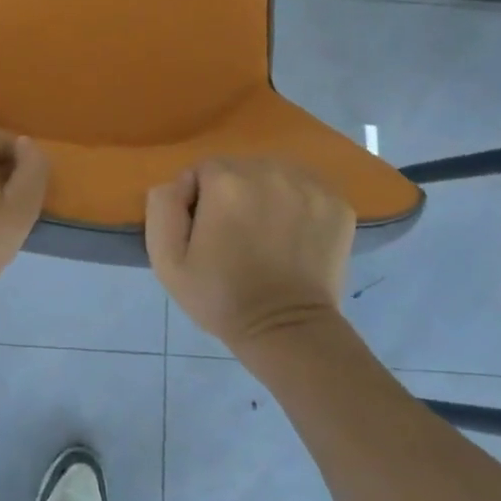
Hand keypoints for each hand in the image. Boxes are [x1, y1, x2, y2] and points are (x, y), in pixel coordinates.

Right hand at [145, 158, 355, 350]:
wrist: (287, 331)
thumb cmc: (221, 297)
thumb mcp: (167, 261)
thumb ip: (162, 208)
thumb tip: (178, 183)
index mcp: (226, 181)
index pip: (204, 170)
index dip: (200, 200)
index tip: (207, 232)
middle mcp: (269, 171)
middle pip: (241, 169)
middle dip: (234, 194)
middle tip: (237, 236)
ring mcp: (308, 186)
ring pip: (275, 175)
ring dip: (267, 195)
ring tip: (267, 234)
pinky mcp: (337, 203)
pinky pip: (307, 189)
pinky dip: (299, 205)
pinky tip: (294, 235)